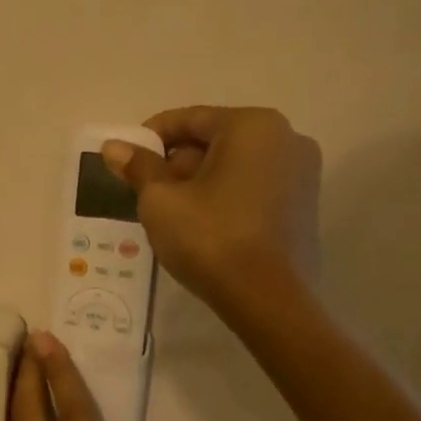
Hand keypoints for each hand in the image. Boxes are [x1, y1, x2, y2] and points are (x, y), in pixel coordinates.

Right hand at [102, 105, 321, 313]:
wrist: (268, 300)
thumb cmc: (210, 238)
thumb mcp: (161, 200)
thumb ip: (138, 167)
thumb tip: (114, 147)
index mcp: (252, 126)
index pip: (189, 119)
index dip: (150, 138)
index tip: (126, 161)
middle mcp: (286, 138)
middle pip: (214, 140)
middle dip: (177, 162)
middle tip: (146, 191)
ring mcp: (302, 172)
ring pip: (235, 164)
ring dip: (200, 180)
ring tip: (171, 212)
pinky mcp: (306, 205)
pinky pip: (254, 186)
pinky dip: (226, 195)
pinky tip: (203, 224)